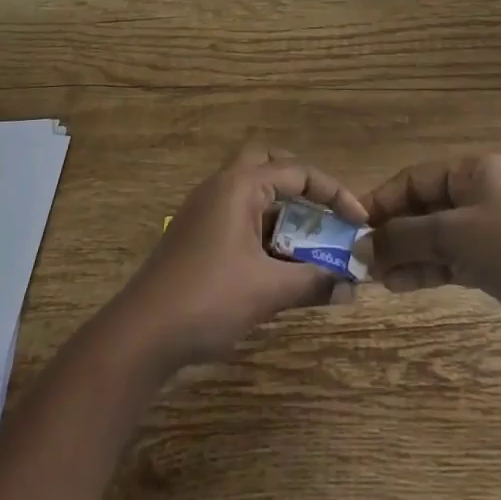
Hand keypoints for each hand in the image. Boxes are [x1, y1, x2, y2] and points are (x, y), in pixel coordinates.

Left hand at [116, 143, 366, 369]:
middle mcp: (221, 186)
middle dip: (303, 185)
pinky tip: (279, 265)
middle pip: (269, 164)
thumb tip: (352, 286)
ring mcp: (204, 210)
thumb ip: (313, 282)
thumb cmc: (208, 299)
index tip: (360, 221)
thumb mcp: (267, 291)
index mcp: (239, 185)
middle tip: (327, 213)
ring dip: (284, 212)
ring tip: (311, 245)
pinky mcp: (196, 235)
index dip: (334, 193)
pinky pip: (240, 217)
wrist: (140, 334)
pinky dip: (265, 231)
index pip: (297, 172)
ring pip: (253, 193)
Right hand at [366, 153, 500, 355]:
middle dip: (392, 232)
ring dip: (405, 254)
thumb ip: (405, 237)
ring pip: (433, 238)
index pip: (414, 179)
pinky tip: (398, 284)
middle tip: (361, 257)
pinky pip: (447, 261)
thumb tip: (360, 246)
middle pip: (422, 208)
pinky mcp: (491, 264)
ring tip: (375, 277)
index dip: (383, 200)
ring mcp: (486, 231)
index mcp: (472, 172)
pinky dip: (424, 270)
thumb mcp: (454, 234)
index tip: (353, 225)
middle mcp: (477, 195)